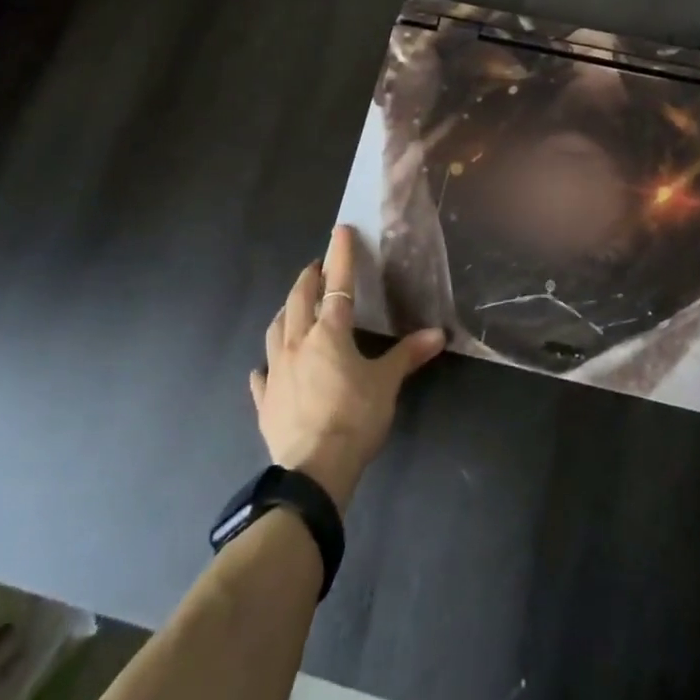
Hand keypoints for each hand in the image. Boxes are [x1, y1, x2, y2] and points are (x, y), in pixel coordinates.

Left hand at [251, 225, 445, 511]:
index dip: (340, 255)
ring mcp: (276, 371)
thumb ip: (408, 355)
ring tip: (293, 306)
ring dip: (286, 312)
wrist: (314, 469)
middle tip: (316, 268)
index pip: (337, 285)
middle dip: (308, 279)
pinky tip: (267, 366)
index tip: (340, 231)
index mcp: (329, 333)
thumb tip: (438, 334)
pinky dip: (267, 364)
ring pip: (275, 329)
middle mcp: (297, 343)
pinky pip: (262, 374)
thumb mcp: (387, 384)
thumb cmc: (354, 418)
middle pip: (299, 300)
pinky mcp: (265, 400)